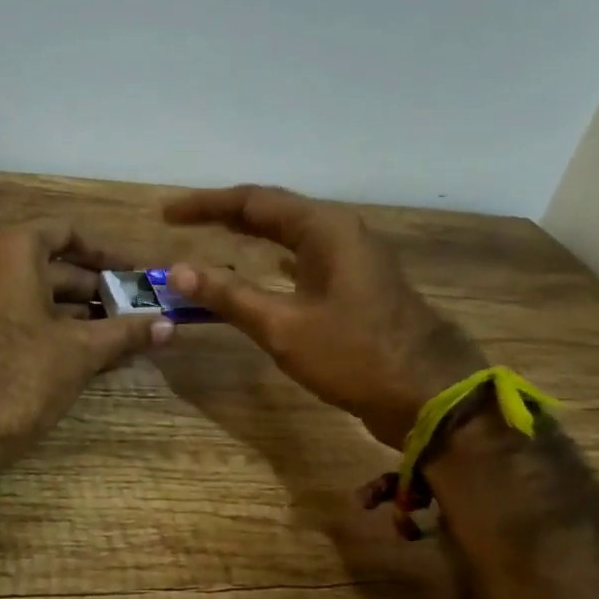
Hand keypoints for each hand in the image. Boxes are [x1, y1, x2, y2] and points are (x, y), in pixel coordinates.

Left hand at [0, 220, 173, 449]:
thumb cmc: (21, 372)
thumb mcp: (80, 350)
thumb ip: (126, 332)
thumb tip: (170, 326)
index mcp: (12, 248)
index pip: (66, 232)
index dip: (104, 254)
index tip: (134, 274)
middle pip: (49, 262)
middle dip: (94, 286)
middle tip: (134, 308)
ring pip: (32, 288)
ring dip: (74, 307)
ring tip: (117, 331)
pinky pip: (13, 307)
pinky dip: (46, 319)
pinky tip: (82, 346)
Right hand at [165, 185, 484, 444]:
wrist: (431, 396)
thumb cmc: (355, 355)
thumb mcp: (283, 327)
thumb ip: (230, 295)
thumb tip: (179, 270)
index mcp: (324, 229)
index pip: (252, 201)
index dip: (205, 205)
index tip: (167, 214)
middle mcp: (339, 232)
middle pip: (271, 210)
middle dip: (224, 214)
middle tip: (180, 221)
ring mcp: (352, 257)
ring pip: (289, 233)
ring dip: (248, 233)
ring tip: (211, 235)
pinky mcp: (355, 283)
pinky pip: (303, 256)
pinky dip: (272, 256)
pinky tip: (260, 265)